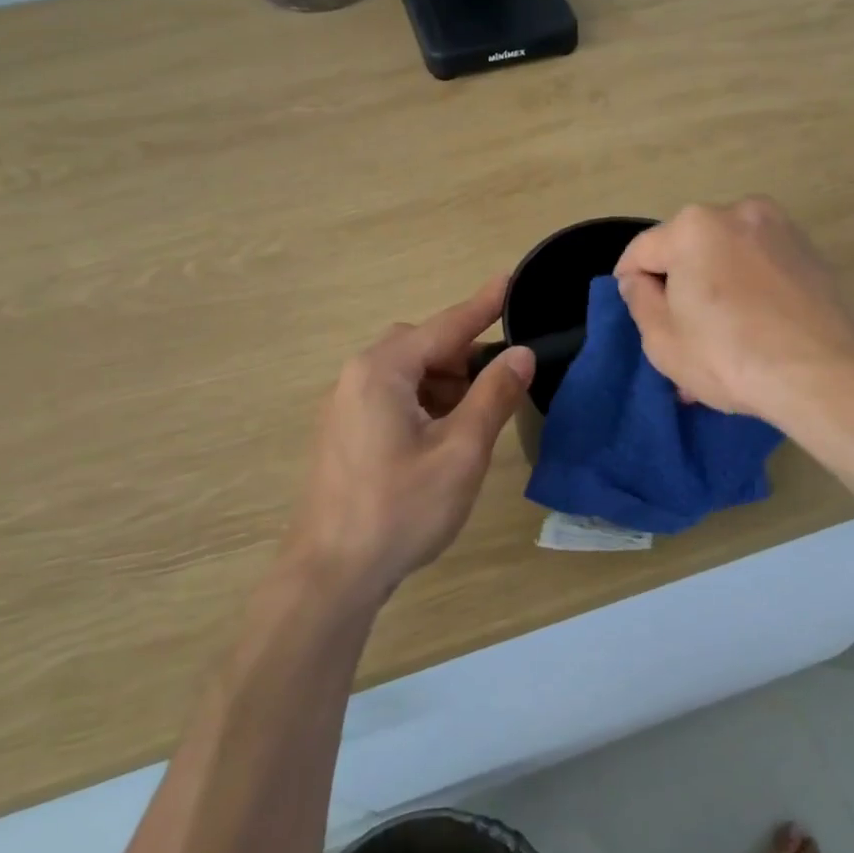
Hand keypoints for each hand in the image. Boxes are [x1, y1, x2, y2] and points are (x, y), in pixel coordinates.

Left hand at [288, 278, 534, 601]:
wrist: (331, 573)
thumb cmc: (401, 509)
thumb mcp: (460, 451)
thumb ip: (493, 396)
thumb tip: (522, 354)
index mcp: (383, 371)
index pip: (445, 326)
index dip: (484, 305)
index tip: (510, 279)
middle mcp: (356, 376)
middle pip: (421, 347)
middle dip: (463, 356)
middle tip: (499, 381)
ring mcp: (343, 405)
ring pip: (405, 374)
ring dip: (443, 383)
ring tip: (473, 417)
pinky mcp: (342, 433)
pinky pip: (389, 397)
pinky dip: (422, 403)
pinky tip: (440, 436)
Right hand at [613, 198, 853, 424]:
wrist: (827, 376)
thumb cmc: (730, 356)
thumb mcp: (662, 339)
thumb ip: (639, 300)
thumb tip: (639, 281)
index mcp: (693, 226)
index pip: (642, 250)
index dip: (629, 283)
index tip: (635, 313)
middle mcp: (738, 213)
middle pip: (688, 251)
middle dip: (678, 288)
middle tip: (679, 336)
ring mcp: (781, 230)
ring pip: (727, 259)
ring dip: (714, 292)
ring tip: (717, 342)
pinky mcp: (812, 253)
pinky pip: (761, 268)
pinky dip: (748, 292)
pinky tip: (751, 332)